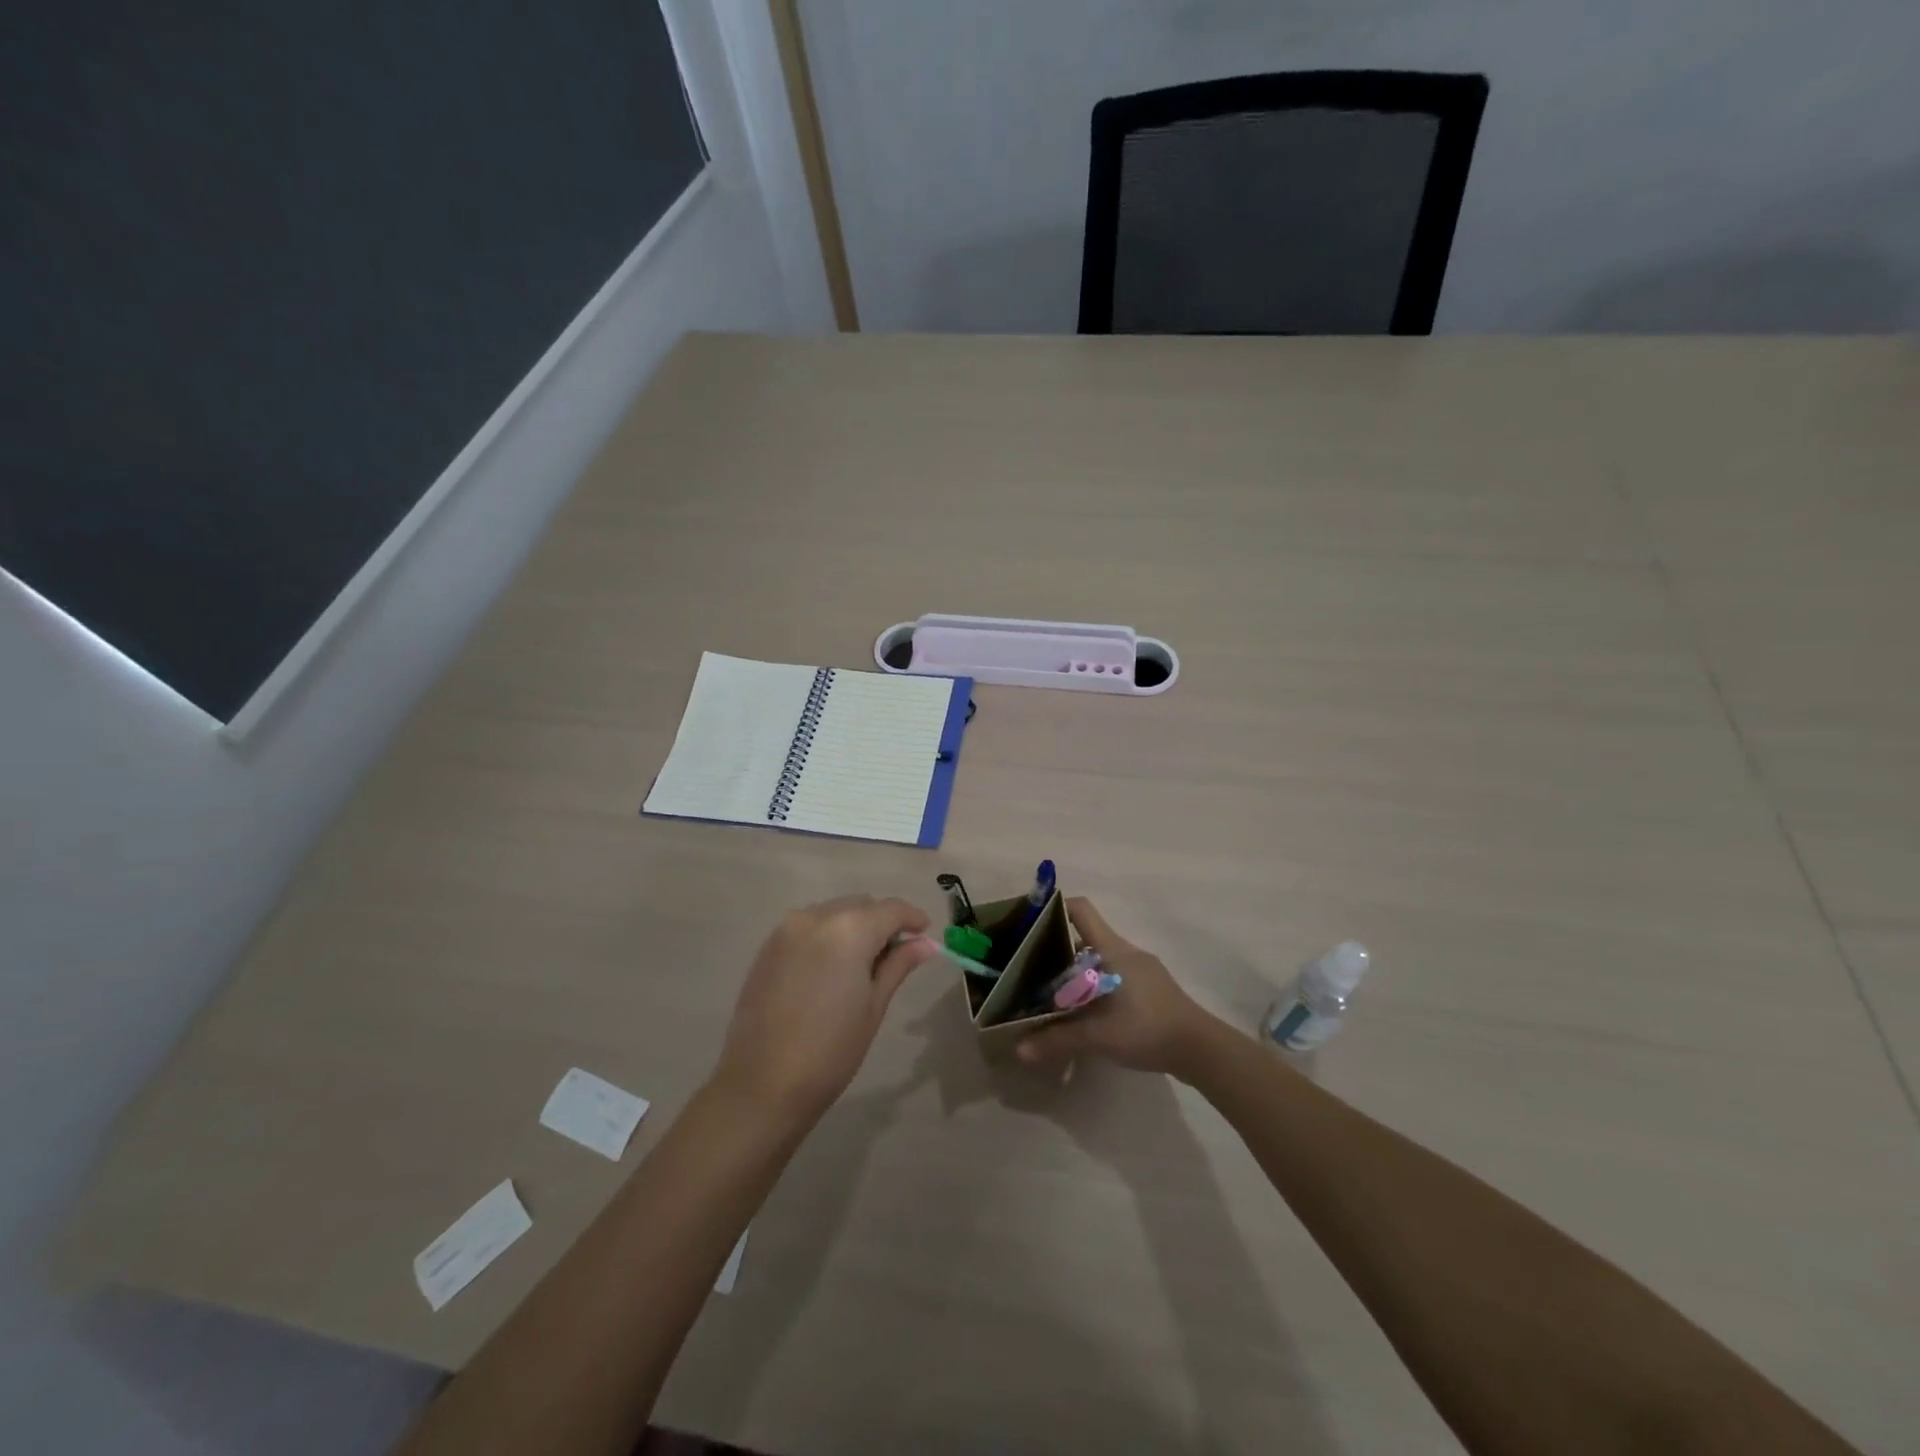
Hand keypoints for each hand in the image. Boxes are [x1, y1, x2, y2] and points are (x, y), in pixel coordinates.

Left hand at [712, 896, 938, 1127]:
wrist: (762, 1085)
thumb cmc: (831, 1050)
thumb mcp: (874, 1006)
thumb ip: (898, 964)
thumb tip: (925, 943)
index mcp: (849, 930)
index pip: (891, 909)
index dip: (913, 919)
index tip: (925, 936)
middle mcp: (816, 917)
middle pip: (861, 905)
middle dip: (882, 923)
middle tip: (895, 957)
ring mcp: (787, 929)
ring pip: (834, 912)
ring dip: (853, 927)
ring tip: (861, 966)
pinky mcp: (768, 946)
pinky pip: (809, 927)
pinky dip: (827, 936)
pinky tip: (830, 970)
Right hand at [1017, 898, 1219, 1076]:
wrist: (1201, 1049)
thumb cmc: (1148, 1028)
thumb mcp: (1099, 1036)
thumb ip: (1059, 1039)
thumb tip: (1020, 1049)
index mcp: (1112, 949)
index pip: (1081, 910)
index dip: (1055, 909)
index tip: (1030, 925)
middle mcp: (1125, 951)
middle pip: (1084, 936)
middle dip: (1056, 949)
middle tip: (1029, 968)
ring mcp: (1140, 970)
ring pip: (1098, 959)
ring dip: (1074, 971)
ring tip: (1049, 992)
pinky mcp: (1148, 989)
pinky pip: (1111, 976)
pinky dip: (1092, 986)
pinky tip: (1083, 1011)